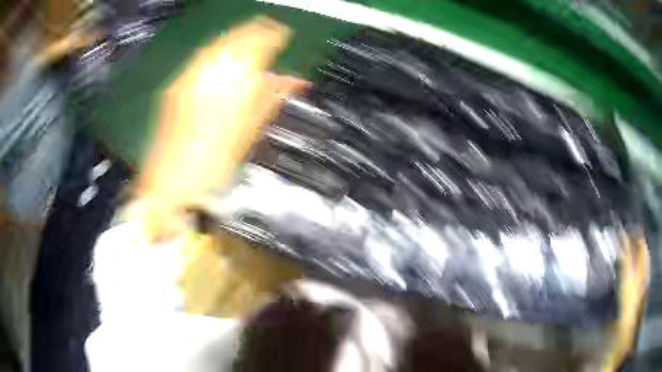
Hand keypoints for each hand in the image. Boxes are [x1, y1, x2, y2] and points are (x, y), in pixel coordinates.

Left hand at [136, 16, 307, 238]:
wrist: (176, 182)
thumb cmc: (216, 162)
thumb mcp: (250, 129)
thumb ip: (270, 97)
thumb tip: (292, 80)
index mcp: (232, 85)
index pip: (257, 46)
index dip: (273, 36)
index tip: (283, 33)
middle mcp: (208, 75)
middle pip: (235, 39)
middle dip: (254, 31)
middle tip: (269, 28)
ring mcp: (189, 79)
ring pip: (216, 46)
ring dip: (235, 38)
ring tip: (249, 36)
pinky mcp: (177, 88)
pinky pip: (202, 59)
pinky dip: (218, 52)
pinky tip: (225, 55)